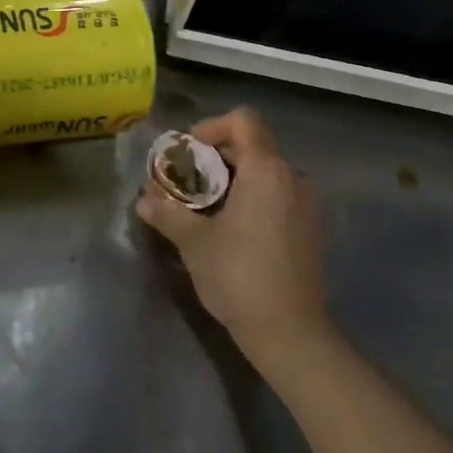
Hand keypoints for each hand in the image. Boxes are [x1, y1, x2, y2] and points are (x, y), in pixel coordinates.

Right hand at [135, 107, 332, 367]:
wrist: (289, 332)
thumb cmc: (238, 276)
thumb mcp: (193, 241)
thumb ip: (167, 212)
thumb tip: (143, 199)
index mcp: (266, 170)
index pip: (243, 120)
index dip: (211, 127)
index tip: (186, 153)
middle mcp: (292, 178)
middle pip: (252, 145)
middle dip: (214, 157)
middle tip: (185, 182)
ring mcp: (306, 204)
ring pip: (265, 173)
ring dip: (232, 179)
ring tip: (202, 206)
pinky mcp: (309, 228)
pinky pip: (277, 195)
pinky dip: (251, 198)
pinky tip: (230, 228)